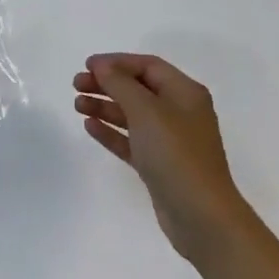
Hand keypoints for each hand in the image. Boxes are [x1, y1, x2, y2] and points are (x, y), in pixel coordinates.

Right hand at [74, 54, 254, 266]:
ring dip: (105, 106)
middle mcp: (180, 112)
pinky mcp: (159, 165)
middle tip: (77, 84)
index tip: (87, 65)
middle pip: (138, 89)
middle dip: (107, 84)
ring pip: (132, 115)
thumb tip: (103, 66)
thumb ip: (121, 85)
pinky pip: (131, 141)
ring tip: (77, 105)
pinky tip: (90, 126)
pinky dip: (111, 132)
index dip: (117, 62)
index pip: (148, 66)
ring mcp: (170, 141)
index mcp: (185, 93)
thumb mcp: (147, 112)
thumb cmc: (176, 154)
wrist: (201, 216)